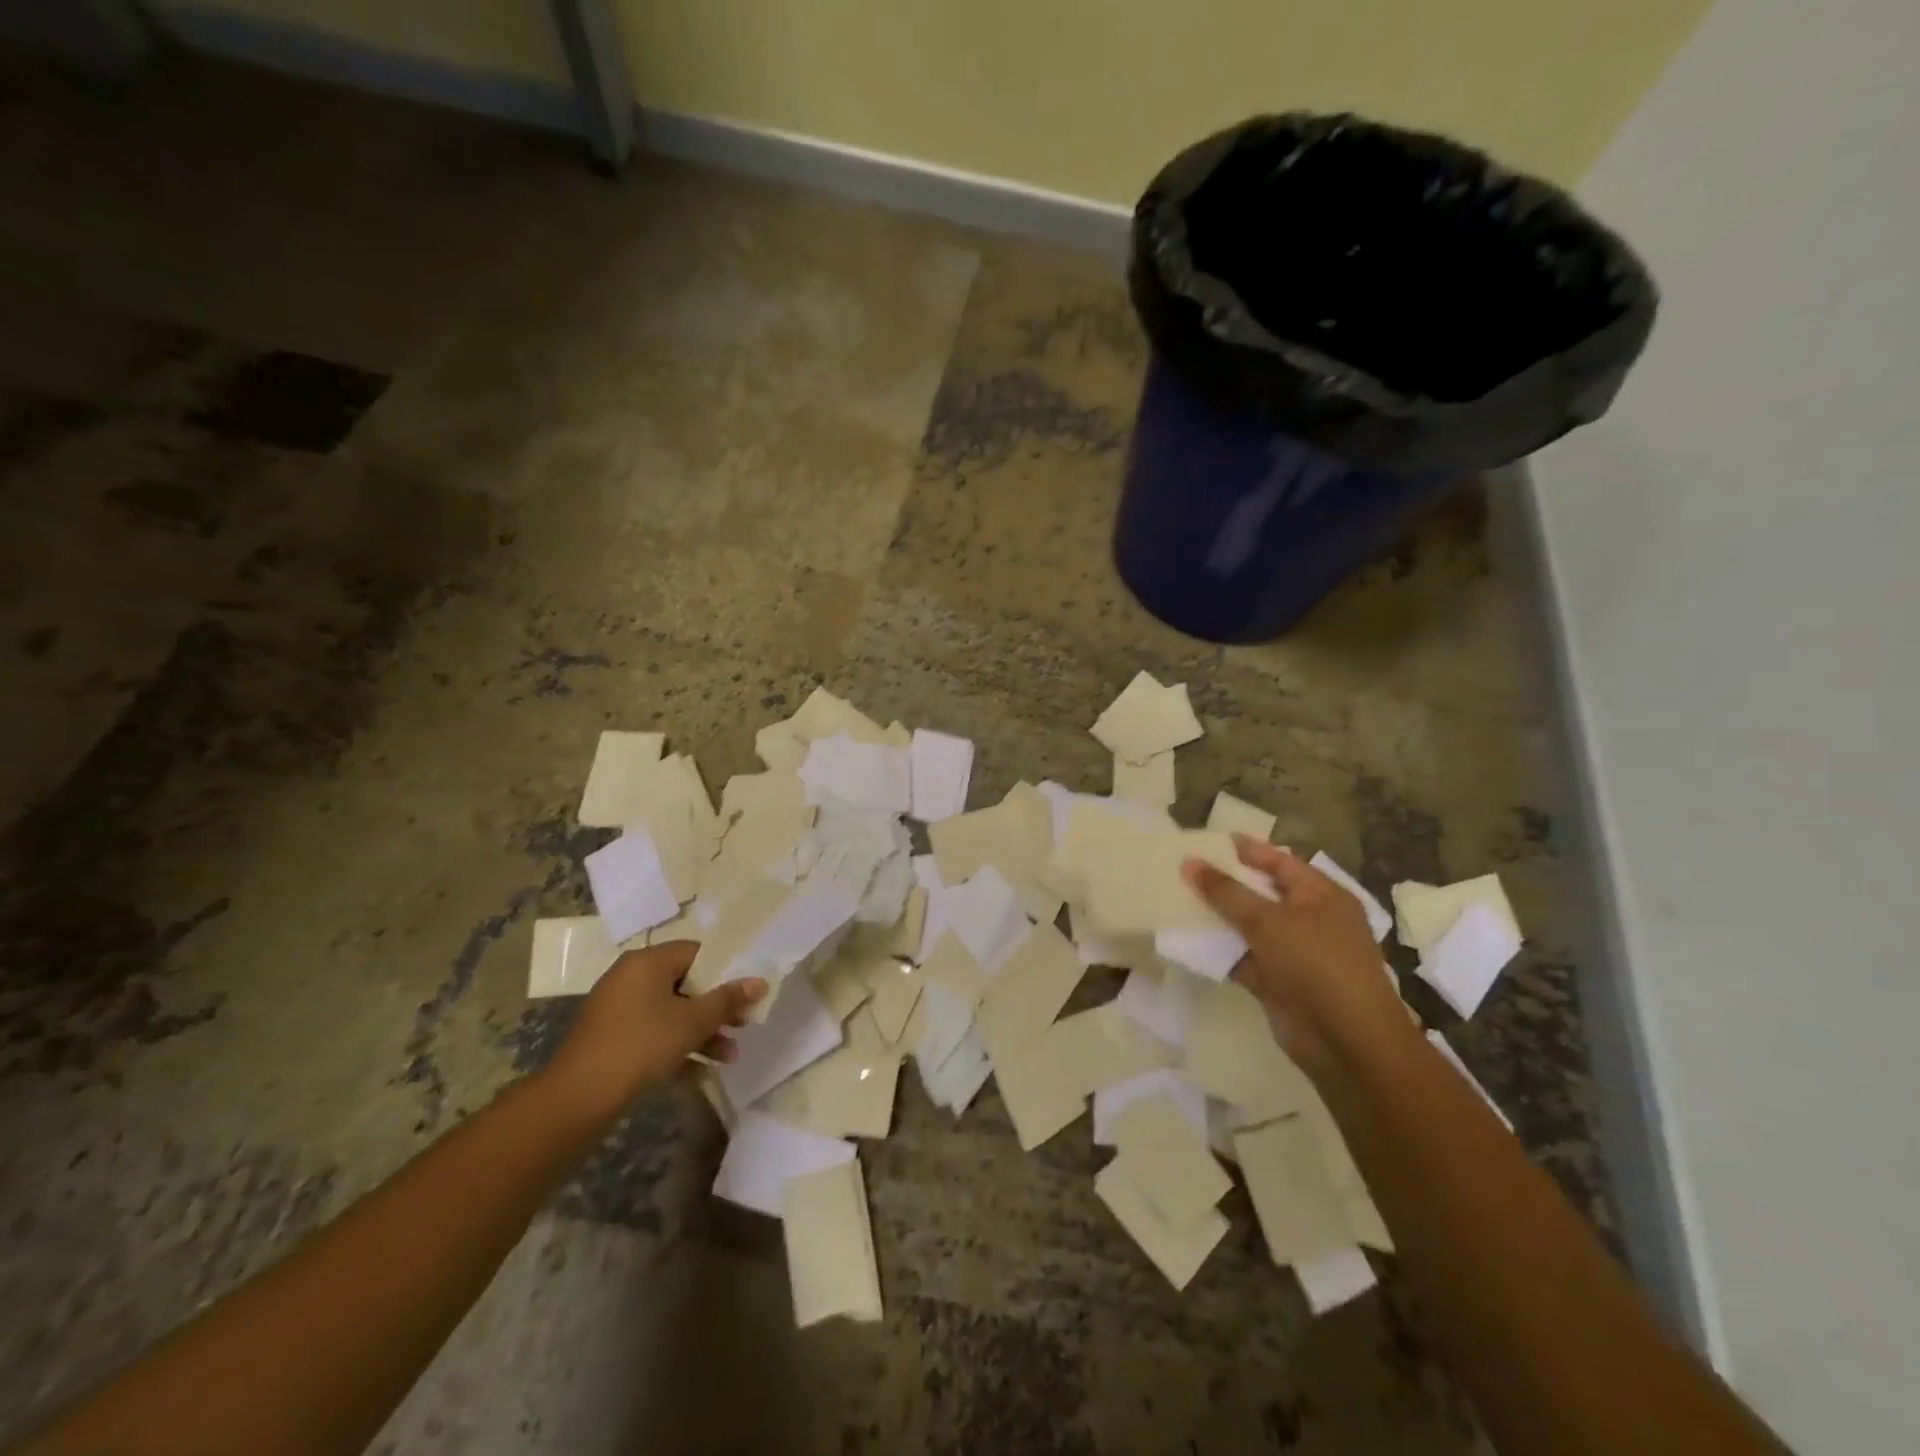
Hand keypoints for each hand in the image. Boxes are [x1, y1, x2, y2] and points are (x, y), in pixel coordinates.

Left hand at [545, 942, 765, 1120]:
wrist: (577, 1100)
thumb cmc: (641, 1046)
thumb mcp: (693, 1022)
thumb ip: (728, 1000)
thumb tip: (760, 982)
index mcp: (647, 962)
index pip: (697, 953)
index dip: (726, 971)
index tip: (747, 994)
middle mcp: (630, 978)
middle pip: (685, 984)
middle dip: (716, 1008)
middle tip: (744, 1025)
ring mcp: (617, 1010)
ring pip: (670, 1013)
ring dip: (702, 1033)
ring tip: (729, 1057)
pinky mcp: (610, 1040)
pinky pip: (653, 1035)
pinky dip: (676, 1048)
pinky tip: (700, 1073)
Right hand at [1183, 838, 1411, 1073]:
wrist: (1346, 1041)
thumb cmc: (1315, 963)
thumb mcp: (1268, 919)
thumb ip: (1226, 891)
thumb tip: (1190, 862)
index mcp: (1321, 895)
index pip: (1279, 861)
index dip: (1245, 850)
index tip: (1207, 841)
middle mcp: (1310, 920)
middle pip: (1261, 893)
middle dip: (1225, 882)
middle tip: (1184, 868)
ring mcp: (1294, 954)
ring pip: (1249, 927)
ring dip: (1217, 917)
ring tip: (1175, 898)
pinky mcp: (1278, 983)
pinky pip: (1242, 958)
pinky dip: (1218, 950)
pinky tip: (1185, 938)